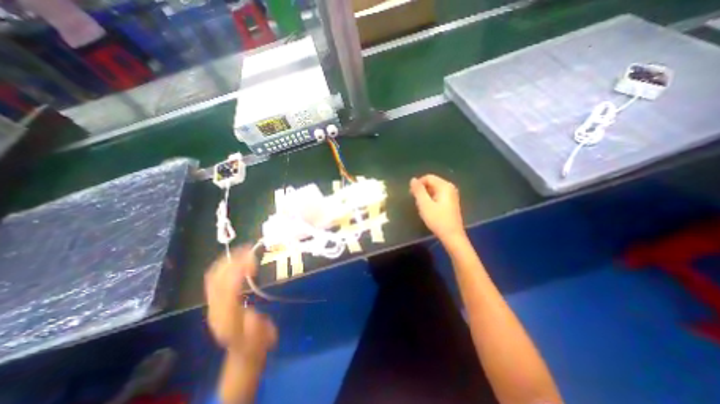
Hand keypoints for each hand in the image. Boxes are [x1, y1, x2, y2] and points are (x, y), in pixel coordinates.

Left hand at [207, 249, 278, 357]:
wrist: (243, 351)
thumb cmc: (255, 343)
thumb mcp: (260, 338)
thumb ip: (256, 327)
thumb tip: (253, 313)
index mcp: (227, 318)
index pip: (227, 289)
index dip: (238, 271)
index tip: (253, 258)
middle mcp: (215, 308)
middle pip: (215, 279)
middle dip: (231, 260)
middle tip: (249, 248)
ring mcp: (213, 303)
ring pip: (213, 276)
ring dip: (227, 260)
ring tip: (244, 249)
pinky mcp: (215, 300)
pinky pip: (215, 278)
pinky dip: (225, 265)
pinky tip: (237, 259)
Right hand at [411, 174, 466, 242]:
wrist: (452, 236)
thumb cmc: (437, 219)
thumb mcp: (424, 204)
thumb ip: (418, 190)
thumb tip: (413, 179)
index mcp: (445, 186)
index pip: (428, 177)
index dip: (418, 184)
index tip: (411, 194)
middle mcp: (450, 188)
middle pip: (432, 183)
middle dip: (422, 190)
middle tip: (415, 200)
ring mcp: (452, 195)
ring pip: (434, 190)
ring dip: (425, 195)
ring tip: (421, 206)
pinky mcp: (451, 202)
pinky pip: (438, 195)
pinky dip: (431, 199)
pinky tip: (428, 209)